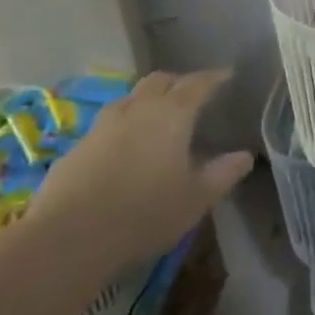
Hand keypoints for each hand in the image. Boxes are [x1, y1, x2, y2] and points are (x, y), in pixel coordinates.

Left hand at [25, 70, 252, 278]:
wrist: (68, 239)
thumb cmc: (144, 214)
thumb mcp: (195, 199)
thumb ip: (223, 174)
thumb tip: (245, 156)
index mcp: (172, 114)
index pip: (198, 83)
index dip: (214, 78)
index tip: (227, 75)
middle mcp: (138, 108)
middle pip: (159, 80)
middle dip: (177, 82)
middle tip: (189, 95)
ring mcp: (102, 125)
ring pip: (129, 99)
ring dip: (145, 101)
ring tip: (154, 118)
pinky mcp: (76, 147)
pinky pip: (105, 126)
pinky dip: (120, 127)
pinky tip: (121, 149)